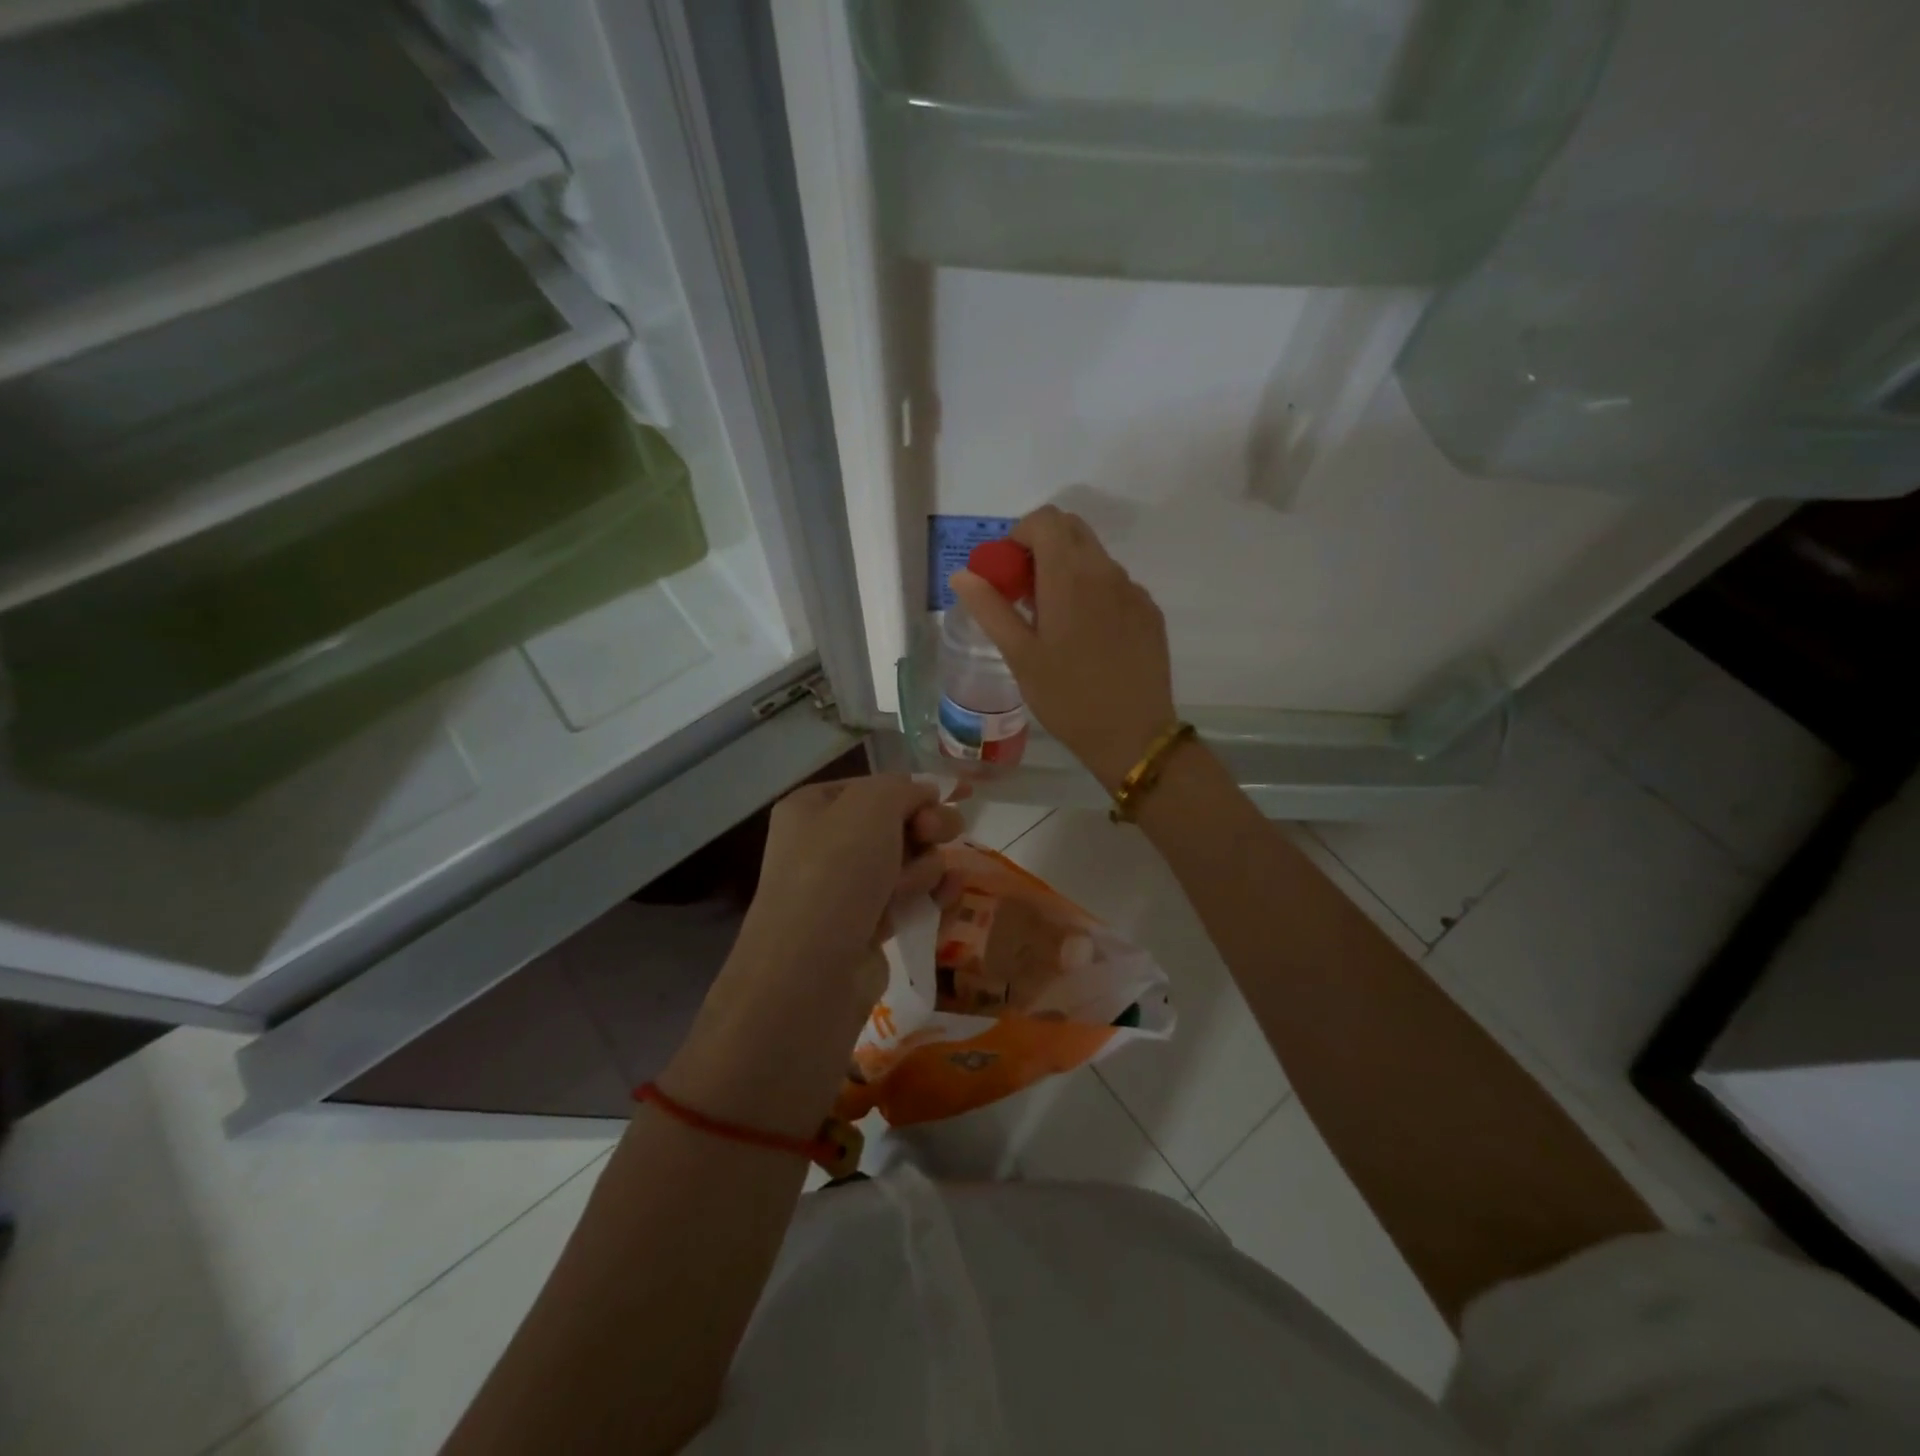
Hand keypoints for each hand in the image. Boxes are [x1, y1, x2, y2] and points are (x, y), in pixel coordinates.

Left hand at [733, 775, 962, 1011]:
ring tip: (910, 890)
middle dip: (923, 830)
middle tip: (937, 835)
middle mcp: (823, 847)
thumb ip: (903, 788)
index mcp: (811, 809)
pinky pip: (909, 903)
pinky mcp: (865, 931)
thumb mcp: (872, 805)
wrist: (810, 972)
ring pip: (908, 865)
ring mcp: (844, 892)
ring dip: (924, 870)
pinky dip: (931, 900)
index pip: (873, 788)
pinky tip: (949, 898)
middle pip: (895, 826)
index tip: (934, 804)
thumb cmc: (836, 872)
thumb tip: (924, 794)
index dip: (909, 794)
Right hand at [951, 506, 1177, 790]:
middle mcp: (1106, 571)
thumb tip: (962, 575)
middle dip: (1042, 548)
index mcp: (1070, 576)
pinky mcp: (1150, 612)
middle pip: (1072, 530)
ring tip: (1055, 623)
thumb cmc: (1067, 697)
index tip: (1008, 574)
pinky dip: (1094, 594)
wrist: (1132, 735)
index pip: (1045, 520)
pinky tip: (1088, 639)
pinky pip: (1116, 585)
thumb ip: (990, 608)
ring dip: (1068, 572)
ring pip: (1095, 558)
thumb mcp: (1020, 655)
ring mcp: (1134, 591)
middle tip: (1026, 594)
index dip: (1019, 536)